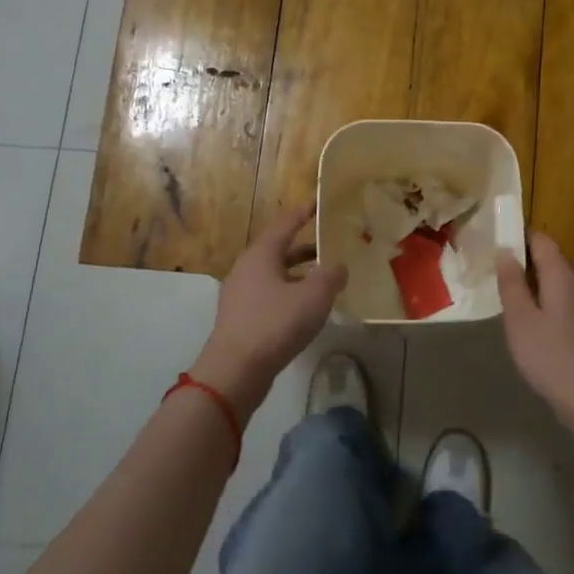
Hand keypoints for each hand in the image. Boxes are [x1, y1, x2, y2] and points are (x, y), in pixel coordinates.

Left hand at [190, 204, 345, 419]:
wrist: (235, 370)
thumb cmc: (275, 324)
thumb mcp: (314, 296)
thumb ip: (331, 275)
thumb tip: (338, 266)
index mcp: (261, 254)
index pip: (285, 224)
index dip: (303, 213)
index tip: (318, 203)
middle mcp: (247, 269)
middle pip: (279, 250)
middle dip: (305, 248)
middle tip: (330, 246)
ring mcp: (240, 295)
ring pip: (275, 275)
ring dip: (298, 274)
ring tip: (324, 280)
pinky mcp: (240, 318)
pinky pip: (269, 296)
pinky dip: (289, 294)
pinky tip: (305, 309)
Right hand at [496, 233, 573, 454]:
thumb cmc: (551, 357)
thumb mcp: (520, 319)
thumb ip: (511, 283)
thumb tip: (505, 250)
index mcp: (562, 275)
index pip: (541, 240)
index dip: (518, 237)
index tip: (494, 245)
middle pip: (550, 261)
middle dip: (523, 263)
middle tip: (493, 277)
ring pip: (556, 284)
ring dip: (533, 287)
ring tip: (508, 302)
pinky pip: (563, 303)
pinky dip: (545, 305)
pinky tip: (531, 326)